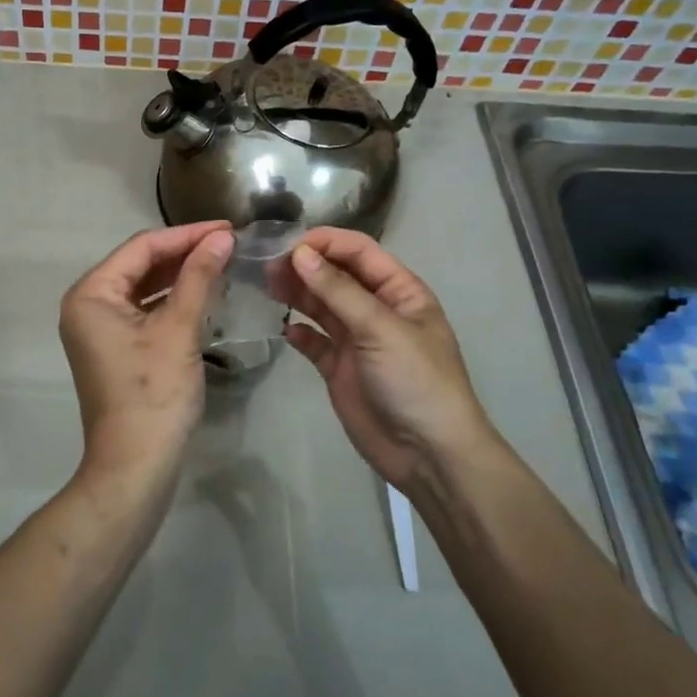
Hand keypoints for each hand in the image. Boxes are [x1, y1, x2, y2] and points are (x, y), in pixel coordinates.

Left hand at [59, 222, 233, 482]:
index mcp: (91, 294)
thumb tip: (222, 237)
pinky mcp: (114, 348)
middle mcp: (87, 305)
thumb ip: (198, 277)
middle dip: (184, 253)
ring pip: (143, 288)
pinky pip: (144, 311)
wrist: (136, 465)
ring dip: (180, 275)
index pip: (141, 247)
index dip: (186, 234)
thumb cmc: (154, 393)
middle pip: (139, 264)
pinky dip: (172, 301)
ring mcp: (98, 329)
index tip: (227, 227)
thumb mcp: (179, 329)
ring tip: (222, 262)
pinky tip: (203, 293)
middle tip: (229, 243)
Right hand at [277, 228, 501, 489]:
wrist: (429, 454)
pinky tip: (285, 330)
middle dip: (305, 266)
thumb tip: (300, 253)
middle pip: (336, 275)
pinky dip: (299, 333)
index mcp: (399, 291)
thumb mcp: (380, 328)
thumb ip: (338, 290)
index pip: (359, 252)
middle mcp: (377, 309)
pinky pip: (314, 342)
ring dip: (297, 293)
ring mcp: (357, 340)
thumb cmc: (415, 380)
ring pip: (321, 305)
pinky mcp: (339, 369)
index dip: (325, 242)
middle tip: (267, 266)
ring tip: (267, 286)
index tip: (287, 244)